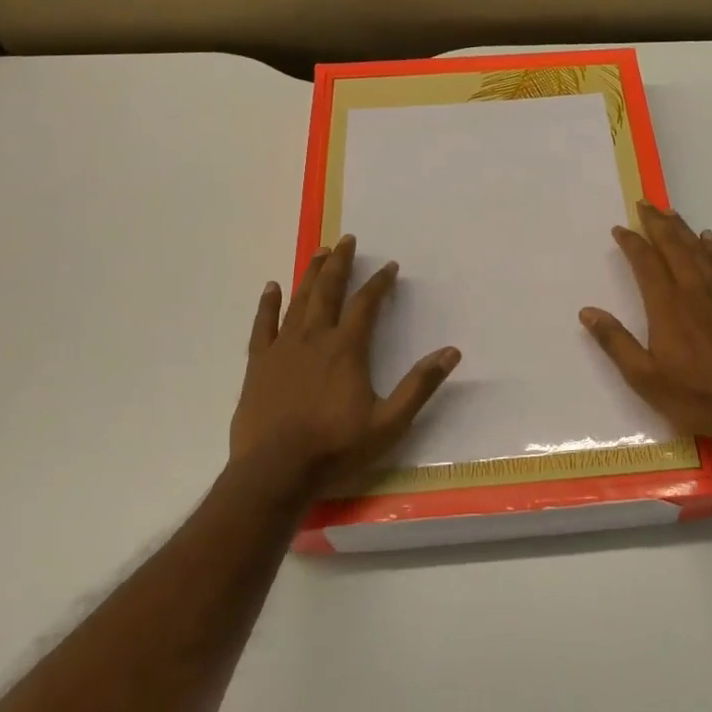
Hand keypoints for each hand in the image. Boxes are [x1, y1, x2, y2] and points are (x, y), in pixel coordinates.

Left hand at [229, 235, 459, 495]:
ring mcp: (283, 348)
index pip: (366, 304)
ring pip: (298, 301)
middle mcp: (314, 338)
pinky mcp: (258, 364)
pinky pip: (263, 325)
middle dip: (340, 263)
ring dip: (310, 274)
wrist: (275, 472)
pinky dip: (268, 304)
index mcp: (347, 349)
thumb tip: (452, 352)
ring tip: (320, 252)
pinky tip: (272, 286)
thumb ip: (419, 385)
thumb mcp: (389, 423)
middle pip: (328, 290)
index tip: (389, 267)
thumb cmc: (335, 448)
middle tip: (347, 240)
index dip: (379, 282)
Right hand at [580, 203, 711, 446]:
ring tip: (669, 213)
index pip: (646, 263)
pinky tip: (708, 238)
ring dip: (682, 229)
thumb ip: (615, 342)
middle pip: (673, 247)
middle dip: (657, 223)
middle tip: (644, 204)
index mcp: (666, 307)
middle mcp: (693, 291)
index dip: (632, 243)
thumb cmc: (694, 397)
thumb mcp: (644, 377)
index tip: (620, 229)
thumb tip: (587, 312)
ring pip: (699, 250)